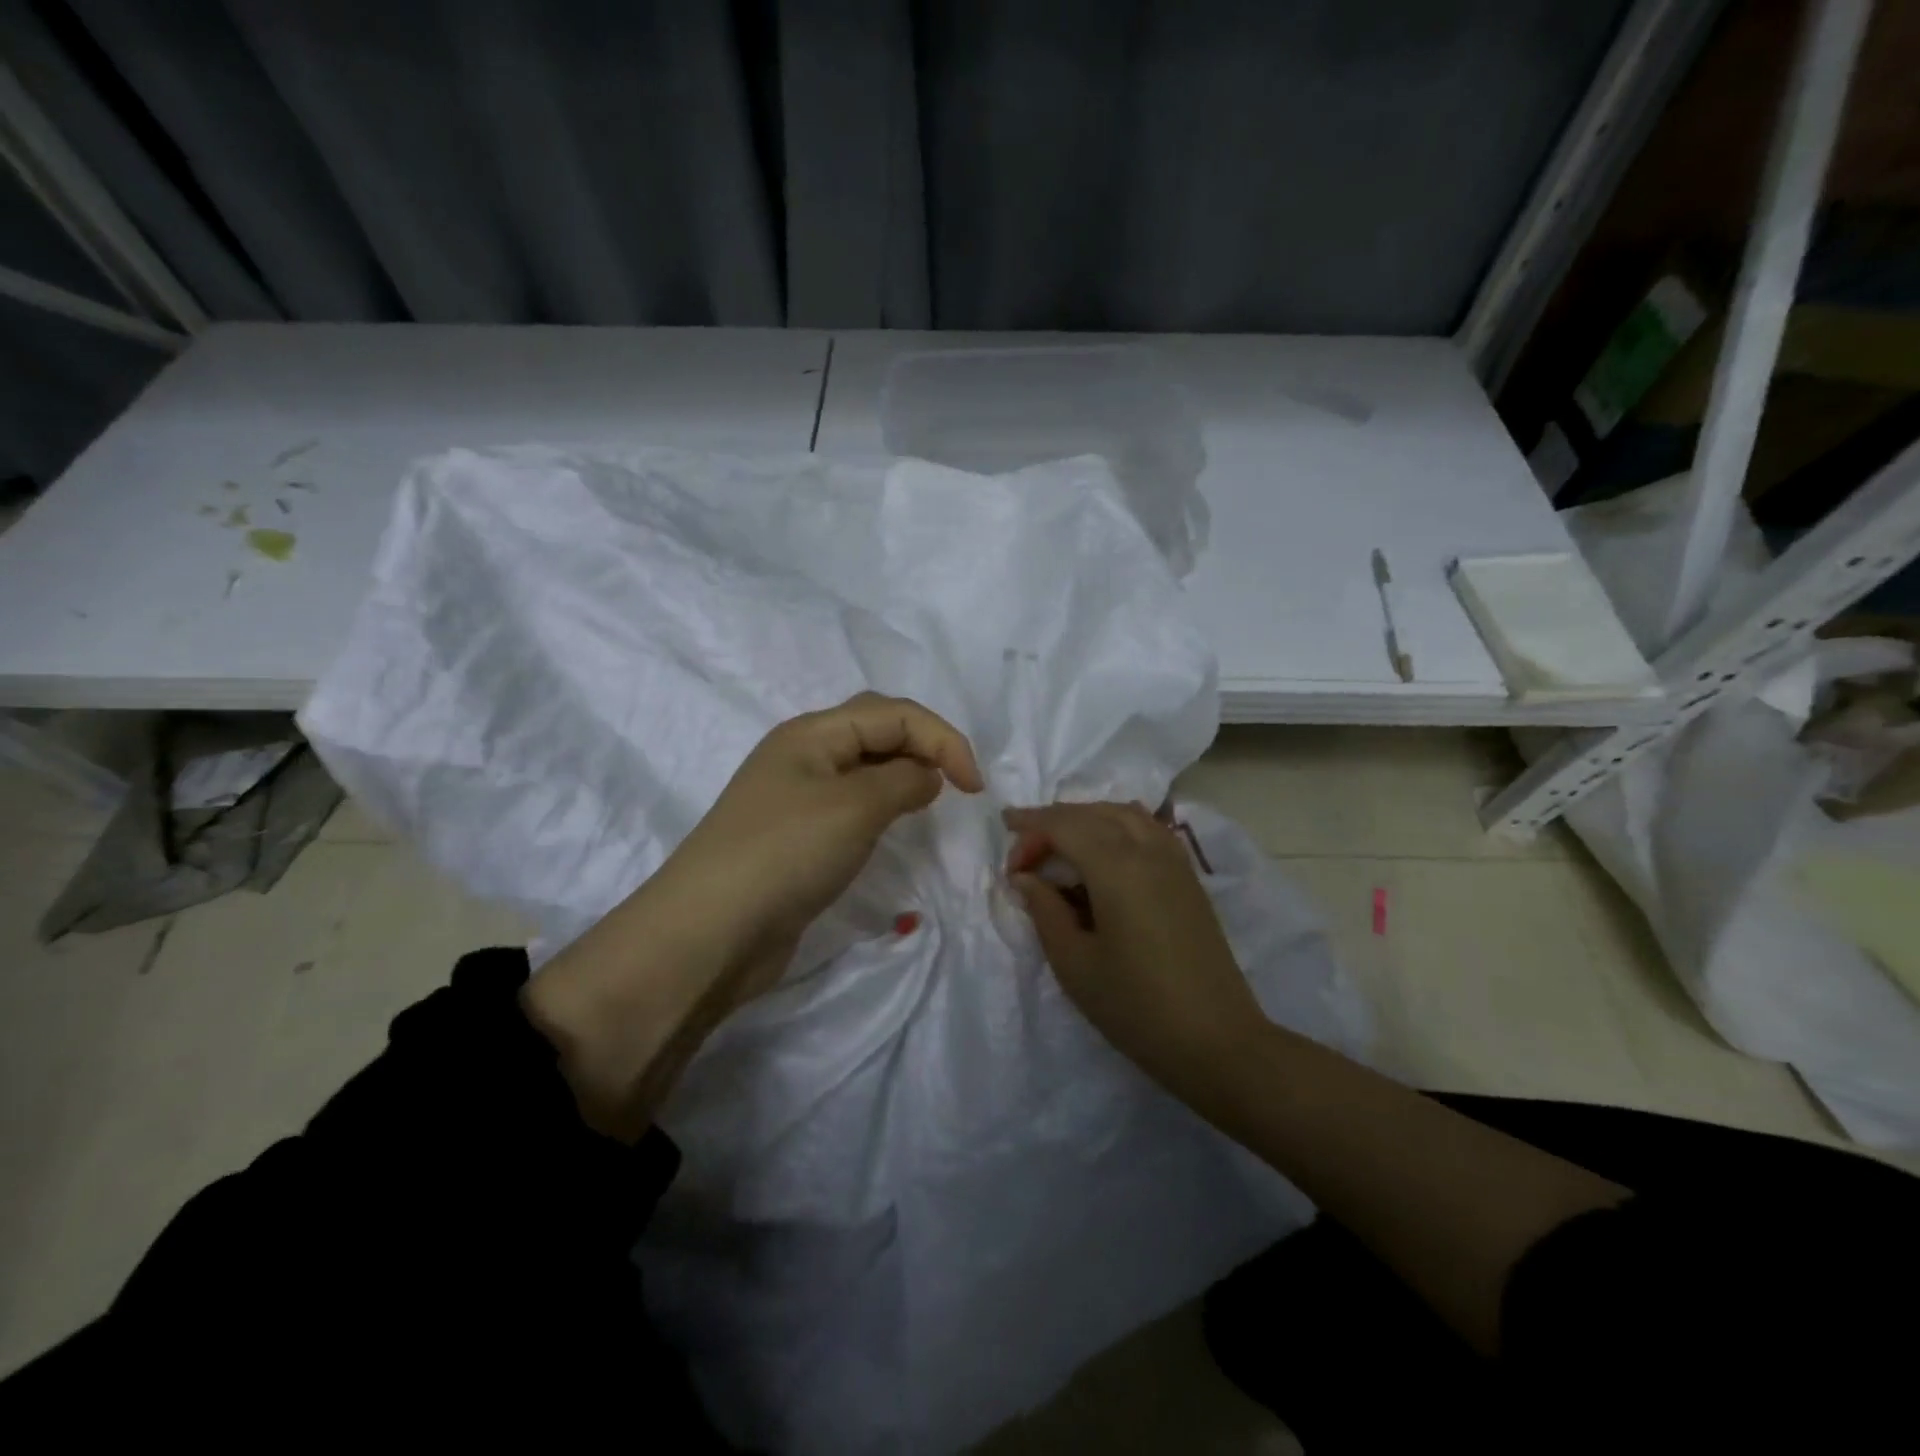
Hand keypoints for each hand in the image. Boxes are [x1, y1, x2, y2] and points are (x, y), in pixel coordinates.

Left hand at [661, 691, 984, 993]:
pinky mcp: (798, 836)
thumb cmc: (786, 854)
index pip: (894, 713)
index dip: (942, 739)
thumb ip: (903, 780)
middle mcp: (803, 754)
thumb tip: (926, 775)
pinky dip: (882, 805)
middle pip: (877, 729)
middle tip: (956, 784)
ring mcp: (797, 796)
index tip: (975, 788)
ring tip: (931, 800)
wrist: (711, 932)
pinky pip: (851, 804)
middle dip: (923, 745)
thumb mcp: (855, 807)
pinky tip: (894, 824)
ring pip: (865, 767)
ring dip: (903, 773)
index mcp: (812, 732)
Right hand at [1004, 802, 1265, 1095]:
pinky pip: (1148, 829)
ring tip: (1059, 843)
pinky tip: (1104, 852)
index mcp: (1117, 867)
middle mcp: (1148, 850)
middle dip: (1053, 822)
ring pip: (1124, 814)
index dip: (1030, 830)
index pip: (1064, 825)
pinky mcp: (1189, 878)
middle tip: (1025, 852)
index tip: (1007, 856)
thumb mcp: (1075, 964)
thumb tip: (1025, 878)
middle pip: (1092, 813)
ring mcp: (1175, 861)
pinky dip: (1117, 825)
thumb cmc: (1136, 1007)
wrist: (1217, 1041)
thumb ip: (1045, 911)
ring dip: (1086, 818)